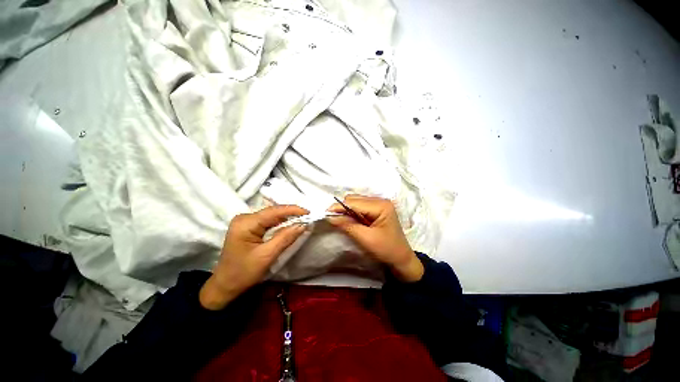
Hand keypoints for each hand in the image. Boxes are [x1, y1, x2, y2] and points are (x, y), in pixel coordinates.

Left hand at [199, 205, 308, 309]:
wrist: (224, 286)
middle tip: (307, 217)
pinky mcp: (248, 226)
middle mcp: (244, 218)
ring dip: (286, 218)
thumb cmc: (243, 273)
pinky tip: (289, 224)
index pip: (274, 211)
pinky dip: (280, 222)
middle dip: (291, 213)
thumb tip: (303, 224)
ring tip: (302, 219)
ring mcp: (245, 221)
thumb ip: (285, 238)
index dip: (293, 210)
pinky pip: (268, 221)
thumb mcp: (267, 256)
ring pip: (271, 215)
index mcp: (246, 223)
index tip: (309, 213)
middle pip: (272, 211)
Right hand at [328, 195, 423, 281]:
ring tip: (343, 222)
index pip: (355, 202)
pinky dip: (353, 213)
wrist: (401, 259)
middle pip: (355, 199)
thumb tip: (330, 217)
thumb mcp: (366, 239)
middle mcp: (380, 201)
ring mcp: (379, 204)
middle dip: (343, 208)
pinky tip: (351, 221)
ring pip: (356, 202)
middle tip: (334, 220)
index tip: (326, 213)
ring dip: (347, 211)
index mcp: (381, 205)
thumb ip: (348, 225)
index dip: (339, 207)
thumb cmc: (387, 250)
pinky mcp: (377, 210)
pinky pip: (360, 207)